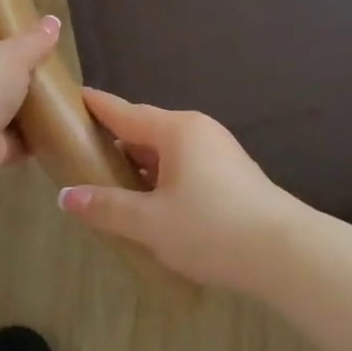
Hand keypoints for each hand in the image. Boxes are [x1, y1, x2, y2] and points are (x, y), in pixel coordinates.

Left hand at [0, 16, 61, 203]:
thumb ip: (34, 41)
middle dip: (18, 69)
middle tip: (52, 66)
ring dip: (25, 106)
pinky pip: (8, 138)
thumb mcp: (12, 55)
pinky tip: (56, 131)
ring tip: (62, 98)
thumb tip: (53, 21)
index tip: (28, 30)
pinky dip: (28, 138)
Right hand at [56, 89, 310, 290]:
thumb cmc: (211, 228)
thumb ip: (107, 207)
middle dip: (115, 143)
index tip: (73, 96)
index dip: (97, 106)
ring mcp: (218, 152)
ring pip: (167, 152)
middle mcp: (198, 131)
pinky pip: (184, 167)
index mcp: (176, 130)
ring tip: (110, 186)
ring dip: (139, 167)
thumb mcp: (151, 222)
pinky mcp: (232, 175)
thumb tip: (67, 197)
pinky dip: (161, 179)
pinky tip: (151, 204)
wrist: (284, 254)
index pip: (125, 111)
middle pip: (146, 131)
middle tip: (81, 156)